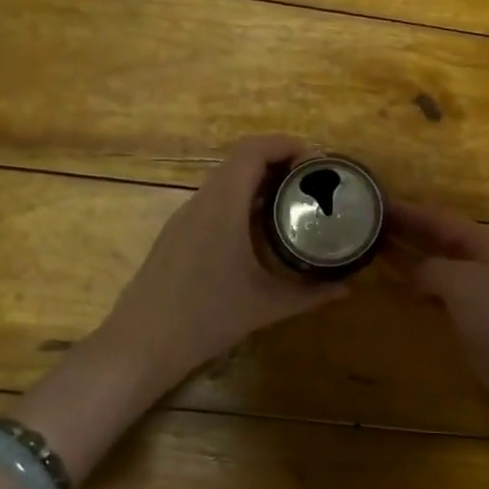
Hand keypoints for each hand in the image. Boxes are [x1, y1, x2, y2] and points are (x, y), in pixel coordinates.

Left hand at [94, 134, 348, 392]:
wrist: (141, 344)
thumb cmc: (205, 320)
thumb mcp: (265, 307)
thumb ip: (309, 295)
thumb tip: (347, 287)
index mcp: (223, 208)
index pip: (252, 152)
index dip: (286, 144)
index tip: (318, 161)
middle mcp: (201, 202)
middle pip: (240, 159)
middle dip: (279, 159)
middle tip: (314, 179)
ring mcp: (185, 217)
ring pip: (225, 179)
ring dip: (259, 178)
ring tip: (293, 197)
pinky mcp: (177, 233)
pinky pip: (214, 199)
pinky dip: (242, 197)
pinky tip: (260, 225)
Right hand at [387, 201, 488, 433]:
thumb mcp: (462, 283)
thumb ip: (432, 270)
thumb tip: (414, 275)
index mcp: (483, 243)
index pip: (438, 218)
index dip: (406, 210)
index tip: (373, 201)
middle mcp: (482, 262)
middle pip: (438, 240)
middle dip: (405, 231)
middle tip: (364, 225)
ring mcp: (481, 294)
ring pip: (438, 268)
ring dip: (409, 259)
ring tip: (372, 251)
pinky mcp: (478, 323)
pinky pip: (441, 296)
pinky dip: (419, 289)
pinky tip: (400, 290)